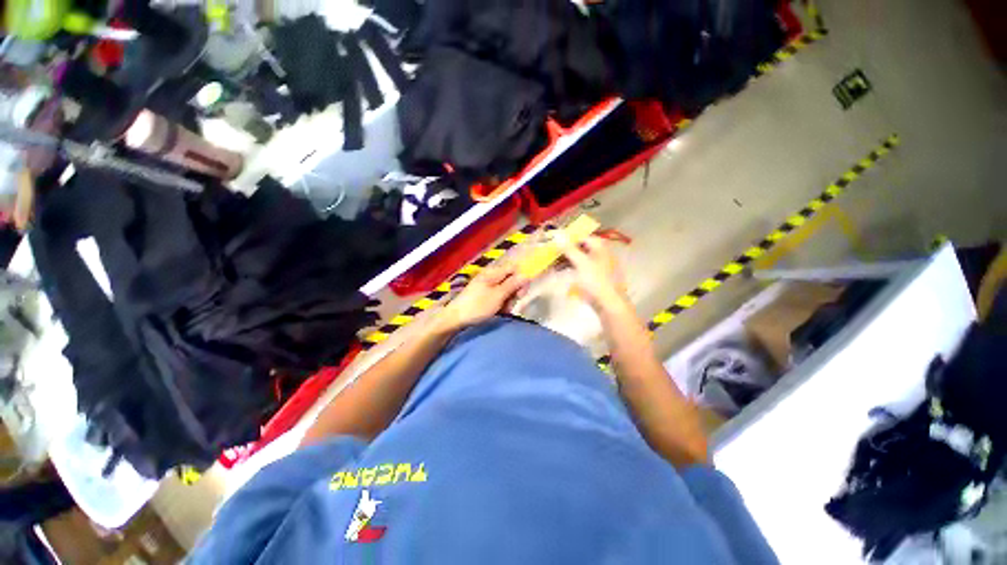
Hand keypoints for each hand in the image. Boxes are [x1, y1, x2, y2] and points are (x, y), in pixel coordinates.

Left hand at [436, 264, 526, 331]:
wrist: (455, 318)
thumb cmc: (478, 306)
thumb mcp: (498, 295)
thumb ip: (513, 285)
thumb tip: (526, 275)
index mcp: (493, 273)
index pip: (513, 269)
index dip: (521, 279)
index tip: (521, 294)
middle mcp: (490, 277)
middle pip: (510, 280)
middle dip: (514, 293)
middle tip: (510, 305)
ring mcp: (486, 286)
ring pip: (505, 290)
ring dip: (507, 300)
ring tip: (503, 310)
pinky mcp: (482, 295)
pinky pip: (497, 296)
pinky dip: (500, 304)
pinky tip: (498, 312)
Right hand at [553, 234, 630, 313]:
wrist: (609, 302)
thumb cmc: (596, 280)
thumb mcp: (581, 262)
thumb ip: (569, 248)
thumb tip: (559, 235)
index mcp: (599, 246)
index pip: (581, 236)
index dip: (568, 239)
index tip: (554, 243)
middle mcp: (600, 252)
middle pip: (580, 247)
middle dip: (565, 251)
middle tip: (552, 255)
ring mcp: (598, 264)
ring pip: (579, 258)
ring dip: (566, 259)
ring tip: (554, 265)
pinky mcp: (595, 276)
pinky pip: (581, 267)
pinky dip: (571, 267)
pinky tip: (562, 271)